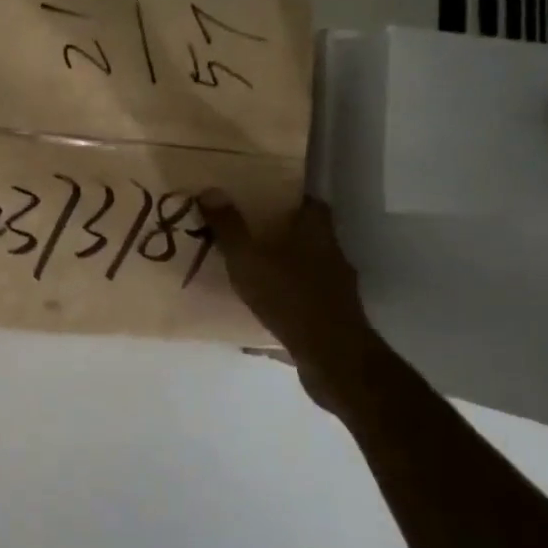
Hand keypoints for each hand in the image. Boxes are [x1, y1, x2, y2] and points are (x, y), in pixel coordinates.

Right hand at [198, 191, 374, 406]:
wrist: (332, 357)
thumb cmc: (289, 297)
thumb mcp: (248, 259)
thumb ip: (229, 227)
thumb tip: (210, 189)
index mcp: (317, 233)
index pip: (311, 204)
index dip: (290, 199)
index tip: (265, 200)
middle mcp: (333, 255)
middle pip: (310, 236)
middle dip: (282, 235)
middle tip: (249, 235)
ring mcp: (337, 289)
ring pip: (308, 269)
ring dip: (285, 269)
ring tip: (252, 274)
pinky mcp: (335, 318)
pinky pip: (306, 300)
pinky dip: (287, 301)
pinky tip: (264, 312)